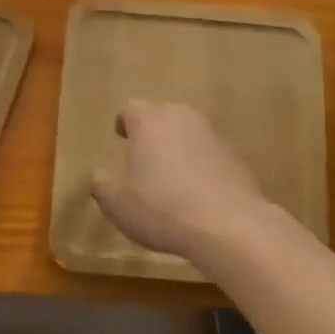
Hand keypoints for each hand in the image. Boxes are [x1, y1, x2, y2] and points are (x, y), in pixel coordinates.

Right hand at [92, 100, 267, 263]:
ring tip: (172, 178)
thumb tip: (99, 175)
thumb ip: (103, 185)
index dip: (124, 122)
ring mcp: (213, 136)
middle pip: (163, 115)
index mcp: (149, 122)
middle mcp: (182, 118)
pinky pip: (210, 155)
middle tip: (145, 157)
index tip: (121, 137)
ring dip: (179, 148)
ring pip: (189, 133)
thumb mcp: (118, 204)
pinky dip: (202, 166)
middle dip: (153, 132)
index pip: (131, 108)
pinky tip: (199, 195)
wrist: (229, 225)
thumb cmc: (162, 208)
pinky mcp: (235, 157)